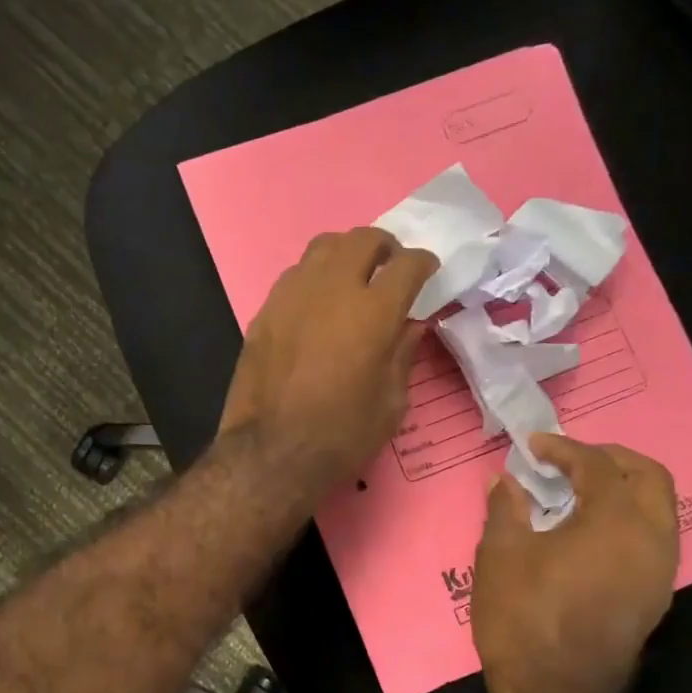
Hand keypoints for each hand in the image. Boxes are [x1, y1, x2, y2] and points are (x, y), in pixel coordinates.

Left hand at [220, 229, 437, 494]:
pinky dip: (314, 277)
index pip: (407, 264)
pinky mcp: (265, 311)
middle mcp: (332, 290)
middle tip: (390, 268)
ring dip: (345, 254)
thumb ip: (403, 355)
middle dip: (384, 247)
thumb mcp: (391, 403)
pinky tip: (316, 303)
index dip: (423, 263)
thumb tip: (411, 326)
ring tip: (352, 277)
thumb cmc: (341, 435)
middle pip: (362, 240)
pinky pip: (294, 275)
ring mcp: (292, 296)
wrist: (271, 452)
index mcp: (374, 312)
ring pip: (323, 248)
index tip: (427, 272)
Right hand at [473, 434, 677, 692]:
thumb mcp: (500, 554)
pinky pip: (653, 536)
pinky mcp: (656, 595)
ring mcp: (661, 570)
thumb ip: (506, 508)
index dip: (564, 448)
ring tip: (578, 491)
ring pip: (658, 508)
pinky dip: (627, 517)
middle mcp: (652, 537)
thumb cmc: (524, 615)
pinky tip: (589, 530)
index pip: (598, 464)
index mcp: (615, 520)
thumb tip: (506, 481)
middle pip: (649, 477)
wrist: (557, 692)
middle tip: (570, 460)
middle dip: (611, 458)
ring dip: (624, 488)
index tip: (533, 446)